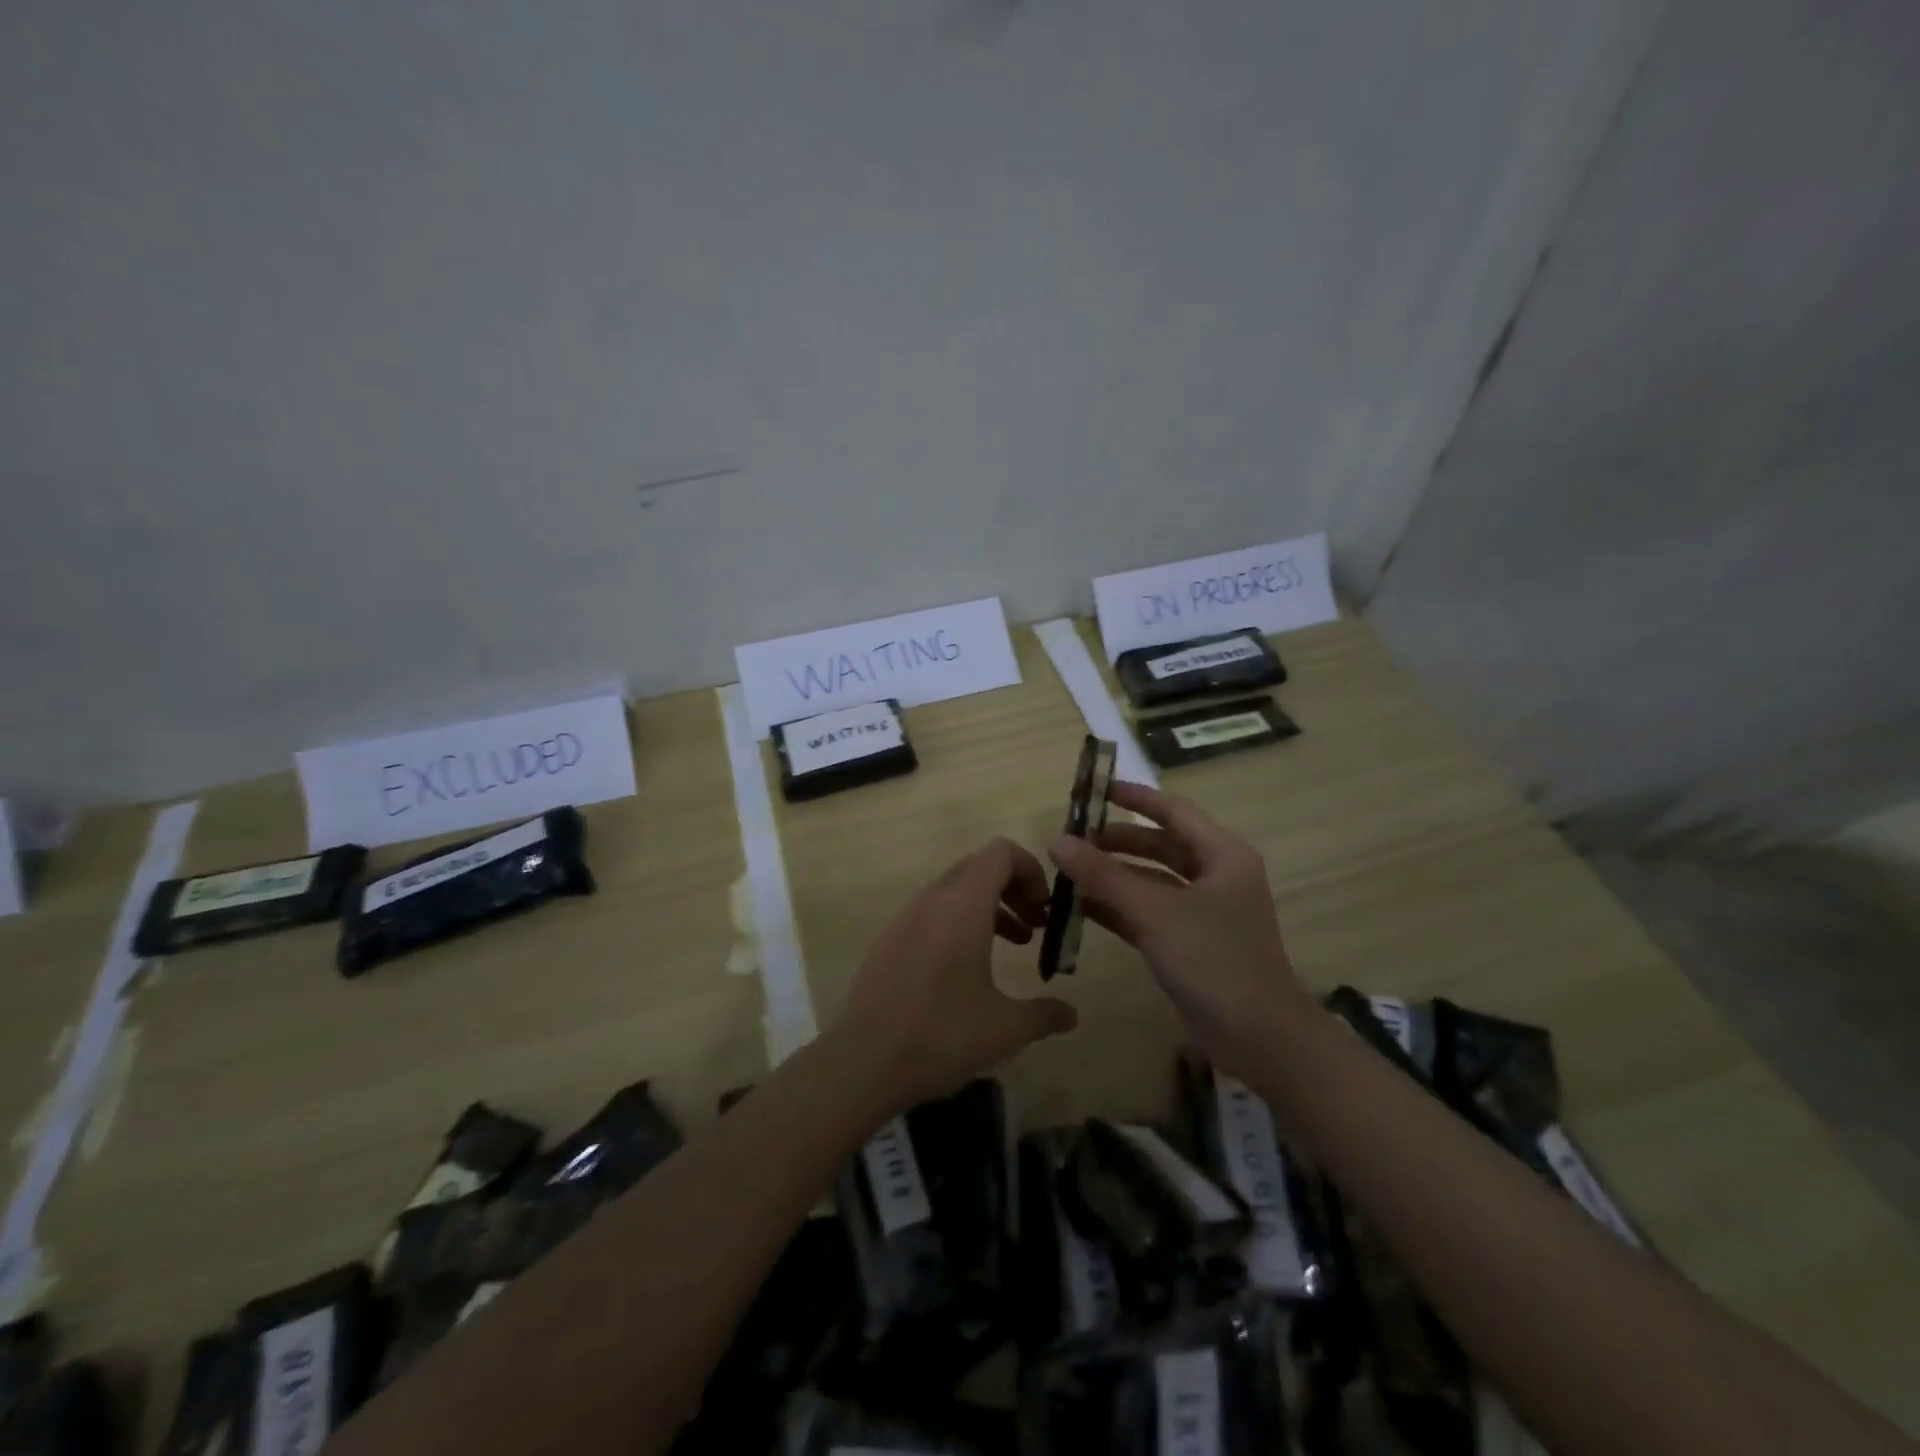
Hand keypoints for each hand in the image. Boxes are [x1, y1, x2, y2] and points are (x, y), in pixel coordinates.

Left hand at [839, 837, 1078, 1109]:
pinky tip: (968, 971)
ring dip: (988, 907)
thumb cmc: (942, 1034)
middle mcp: (932, 900)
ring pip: (955, 891)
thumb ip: (1044, 1014)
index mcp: (963, 904)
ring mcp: (905, 918)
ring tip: (1014, 946)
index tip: (1045, 909)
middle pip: (979, 867)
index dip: (1031, 869)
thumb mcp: (1005, 1028)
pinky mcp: (889, 941)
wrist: (863, 1061)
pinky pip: (932, 914)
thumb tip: (1071, 1014)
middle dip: (1013, 888)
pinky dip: (959, 924)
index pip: (1001, 852)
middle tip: (1035, 926)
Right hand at [1049, 782, 1314, 1079]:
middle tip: (1071, 839)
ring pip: (1151, 881)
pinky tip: (1080, 910)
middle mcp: (1215, 876)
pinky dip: (1118, 909)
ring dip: (1113, 877)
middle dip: (1116, 842)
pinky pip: (1148, 914)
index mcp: (1222, 855)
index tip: (1095, 789)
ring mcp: (1204, 912)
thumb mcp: (1155, 913)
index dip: (1134, 797)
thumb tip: (1058, 841)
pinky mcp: (1190, 944)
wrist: (1261, 1040)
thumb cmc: (1215, 962)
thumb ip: (1104, 876)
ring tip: (1068, 872)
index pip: (1172, 811)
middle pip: (1159, 845)